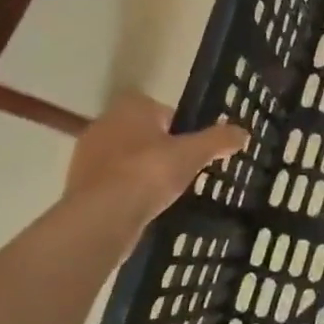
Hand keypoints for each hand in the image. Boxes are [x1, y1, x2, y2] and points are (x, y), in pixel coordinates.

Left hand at [65, 92, 247, 228]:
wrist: (103, 215)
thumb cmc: (150, 172)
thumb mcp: (193, 154)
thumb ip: (219, 140)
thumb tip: (243, 133)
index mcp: (131, 107)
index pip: (161, 109)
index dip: (179, 127)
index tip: (191, 148)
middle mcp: (104, 123)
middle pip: (142, 133)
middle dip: (160, 149)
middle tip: (182, 170)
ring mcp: (87, 155)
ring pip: (125, 157)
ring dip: (142, 170)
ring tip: (164, 192)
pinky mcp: (79, 184)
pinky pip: (112, 182)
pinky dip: (127, 190)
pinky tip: (142, 207)